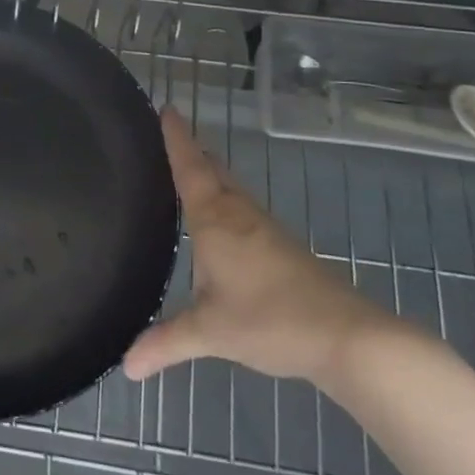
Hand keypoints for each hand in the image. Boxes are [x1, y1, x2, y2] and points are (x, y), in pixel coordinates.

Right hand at [123, 108, 403, 385]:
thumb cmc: (271, 321)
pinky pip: (244, 209)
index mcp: (215, 220)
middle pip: (213, 170)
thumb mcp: (210, 333)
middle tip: (170, 133)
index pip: (189, 168)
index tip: (166, 107)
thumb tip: (125, 366)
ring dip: (211, 173)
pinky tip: (222, 220)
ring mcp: (266, 230)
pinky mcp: (283, 248)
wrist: (349, 338)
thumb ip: (165, 343)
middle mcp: (240, 215)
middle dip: (192, 150)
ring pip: (232, 188)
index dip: (176, 138)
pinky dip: (226, 199)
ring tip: (190, 168)